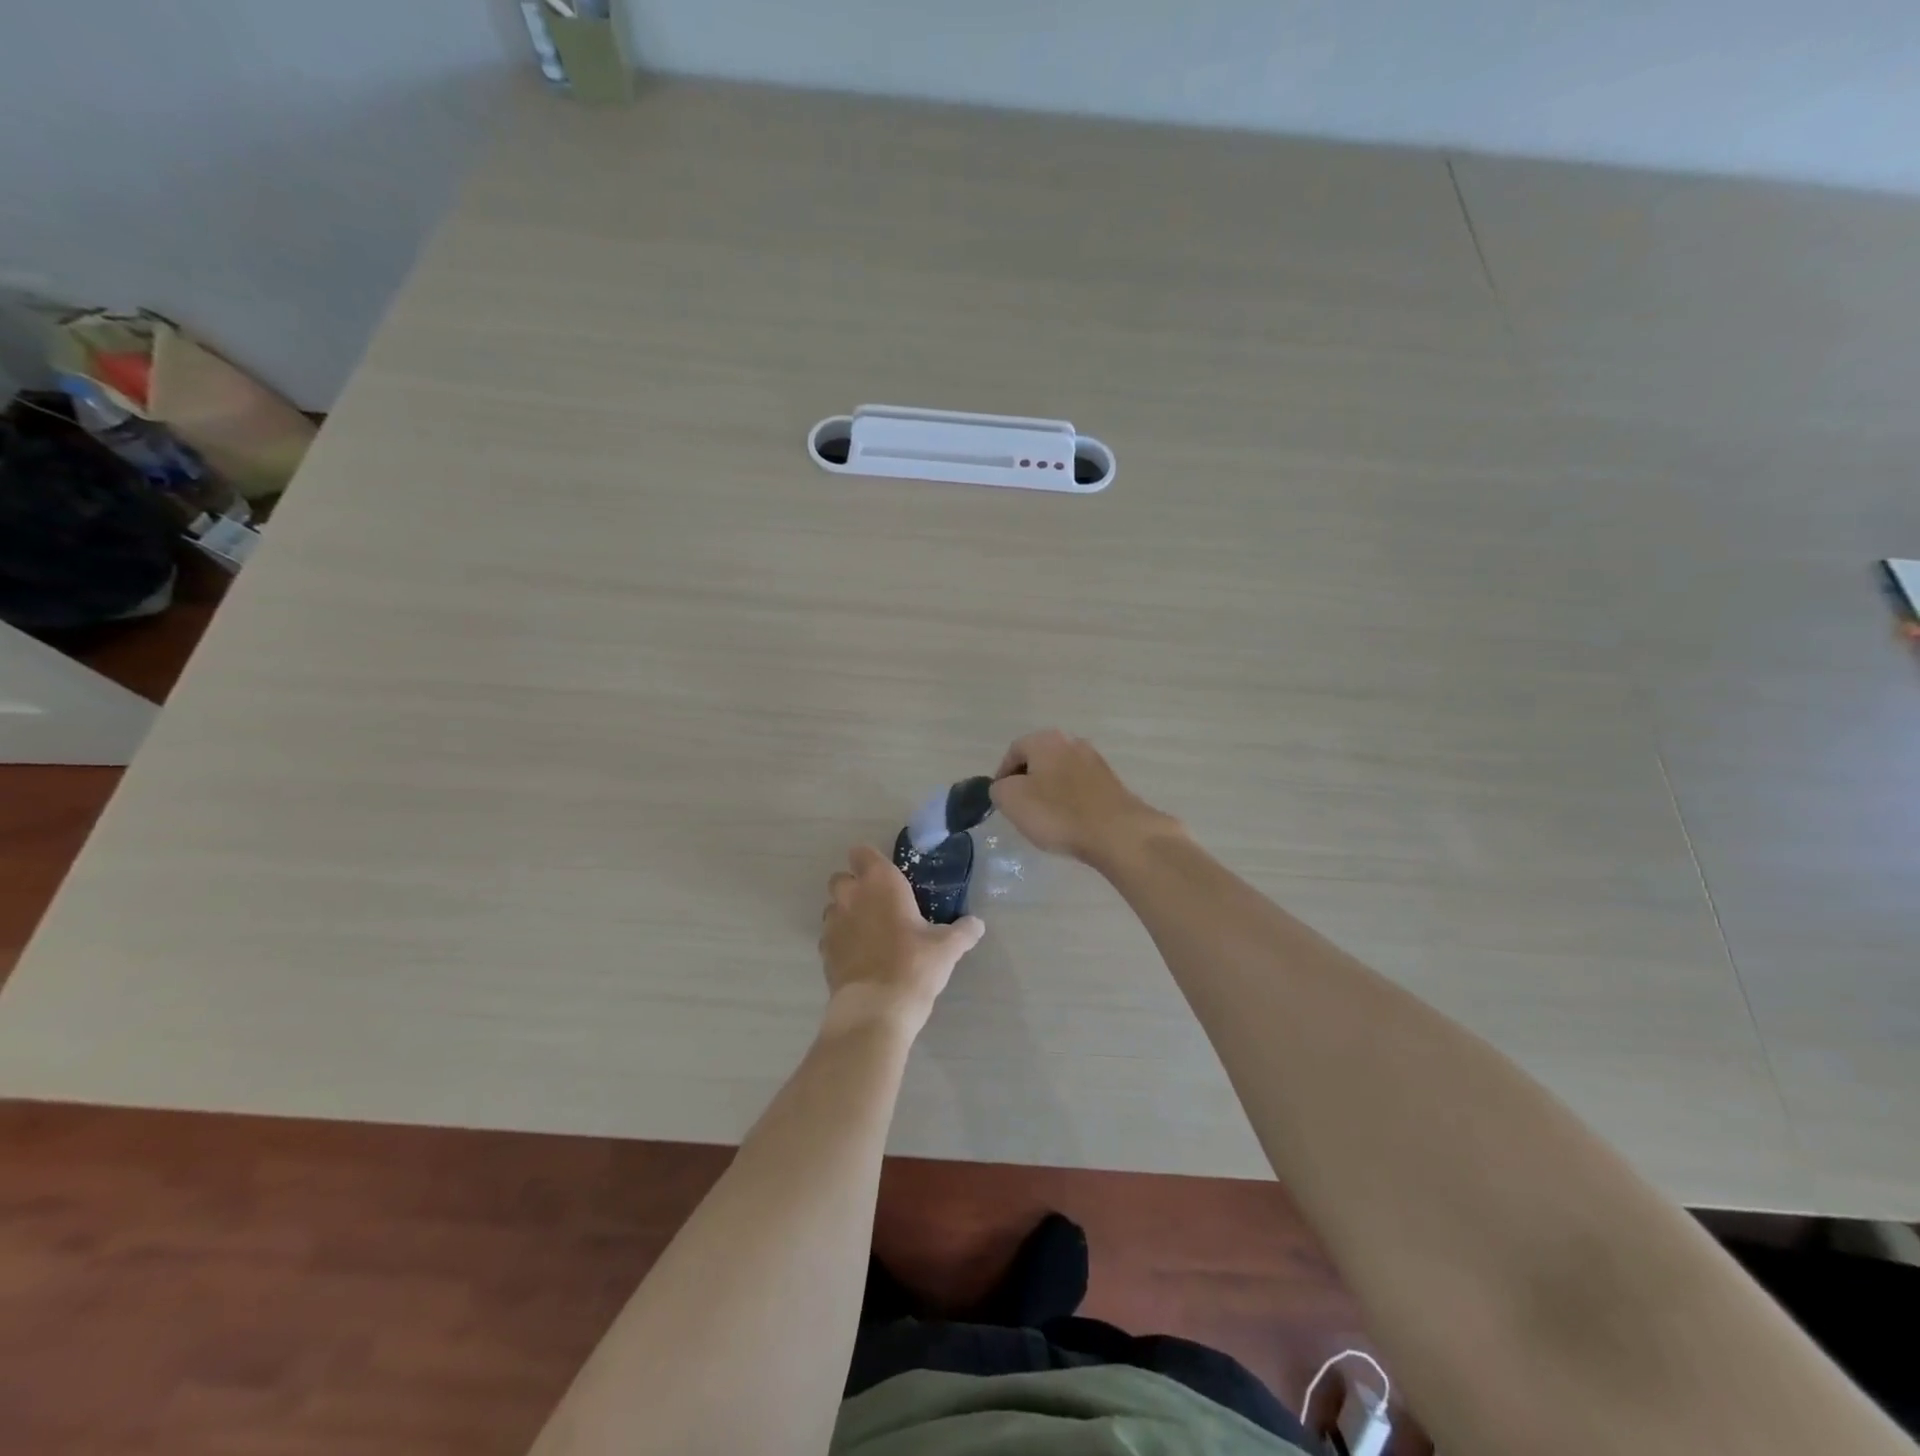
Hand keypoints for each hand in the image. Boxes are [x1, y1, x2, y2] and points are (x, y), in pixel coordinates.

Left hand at [819, 846, 983, 1036]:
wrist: (876, 1010)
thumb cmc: (914, 965)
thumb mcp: (947, 948)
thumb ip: (963, 931)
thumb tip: (977, 924)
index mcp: (880, 882)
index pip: (862, 853)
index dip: (870, 861)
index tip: (888, 876)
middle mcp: (851, 896)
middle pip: (841, 878)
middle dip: (855, 886)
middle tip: (880, 905)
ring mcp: (833, 923)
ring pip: (833, 907)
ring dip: (847, 913)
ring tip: (871, 933)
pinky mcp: (824, 951)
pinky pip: (830, 935)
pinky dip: (842, 940)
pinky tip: (861, 957)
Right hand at [989, 729, 1179, 866]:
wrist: (1117, 833)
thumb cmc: (1058, 813)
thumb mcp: (1011, 800)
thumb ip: (999, 788)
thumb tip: (1005, 787)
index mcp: (1046, 739)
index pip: (1014, 751)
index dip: (1002, 776)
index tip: (1001, 801)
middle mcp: (1072, 742)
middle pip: (1038, 761)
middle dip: (1027, 783)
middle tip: (1021, 809)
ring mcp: (1095, 761)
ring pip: (1060, 775)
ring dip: (1049, 793)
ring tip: (1045, 819)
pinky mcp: (1111, 783)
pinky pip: (1080, 789)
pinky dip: (1070, 802)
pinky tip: (1069, 822)